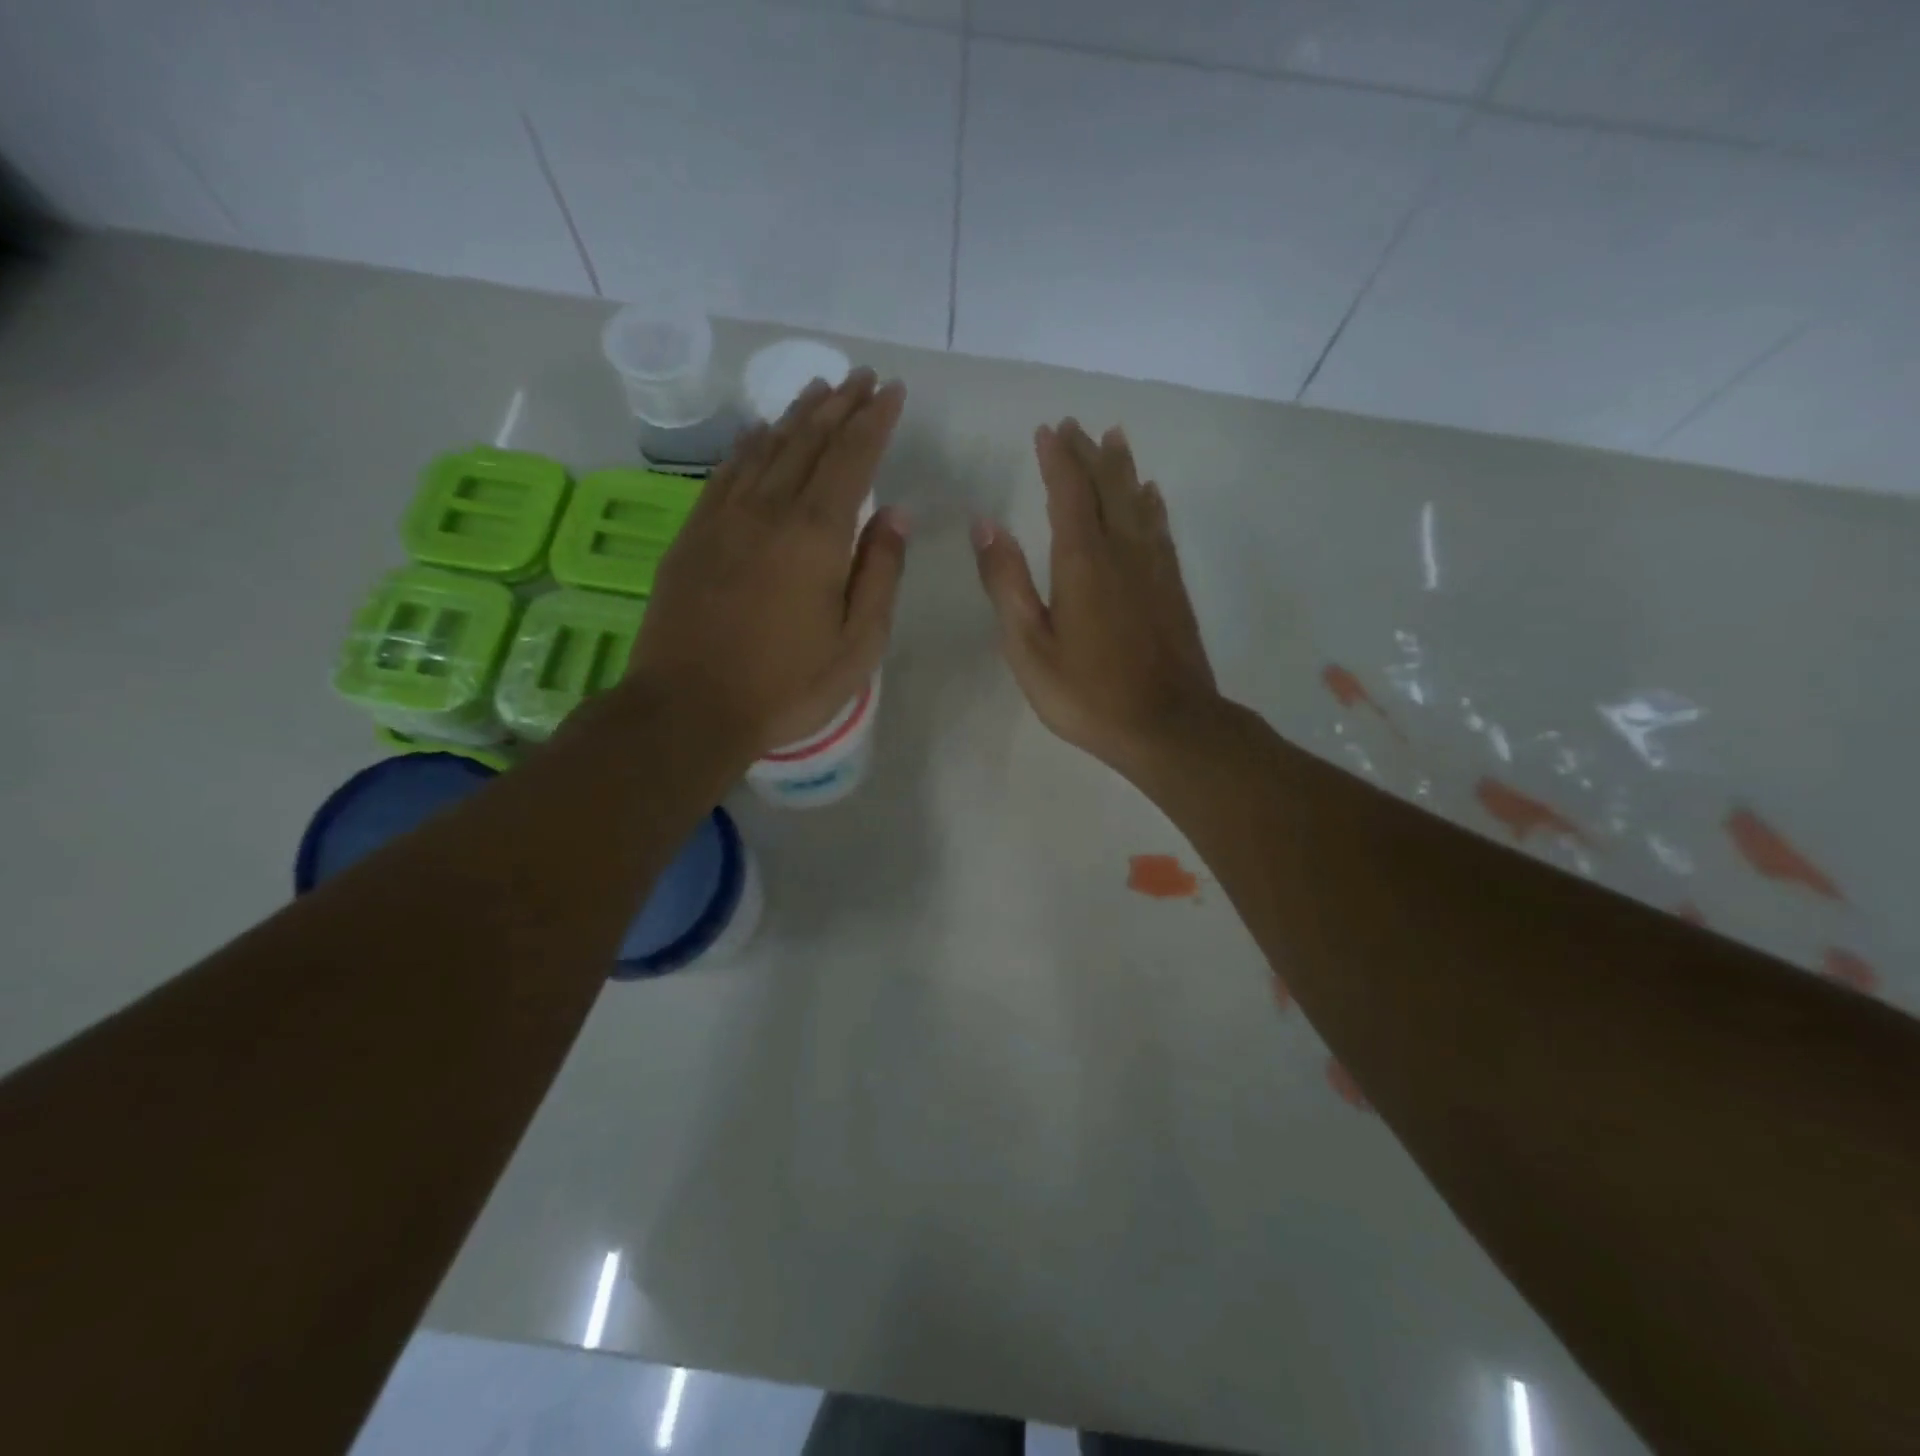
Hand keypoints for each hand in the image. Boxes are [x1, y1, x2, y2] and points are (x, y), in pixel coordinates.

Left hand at [626, 368, 908, 757]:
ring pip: (767, 448)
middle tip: (863, 378)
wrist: (688, 707)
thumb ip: (880, 574)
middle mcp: (770, 510)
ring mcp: (725, 518)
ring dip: (797, 415)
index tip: (892, 391)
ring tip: (820, 389)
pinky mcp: (694, 534)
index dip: (875, 421)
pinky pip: (726, 472)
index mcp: (817, 535)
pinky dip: (748, 444)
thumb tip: (896, 514)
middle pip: (809, 441)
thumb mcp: (857, 644)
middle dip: (841, 405)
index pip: (853, 458)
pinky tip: (758, 431)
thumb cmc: (786, 685)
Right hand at [972, 418, 1218, 781]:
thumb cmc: (1087, 693)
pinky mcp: (1173, 588)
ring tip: (1115, 439)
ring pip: (1138, 502)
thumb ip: (1006, 583)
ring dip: (1123, 469)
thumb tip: (985, 524)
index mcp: (1082, 561)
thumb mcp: (1029, 646)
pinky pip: (1161, 529)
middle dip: (1089, 454)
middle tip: (1077, 426)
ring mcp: (1154, 568)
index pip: (1068, 493)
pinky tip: (1151, 496)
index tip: (1047, 430)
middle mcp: (1122, 552)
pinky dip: (1152, 505)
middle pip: (1107, 488)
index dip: (1057, 459)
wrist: (1167, 725)